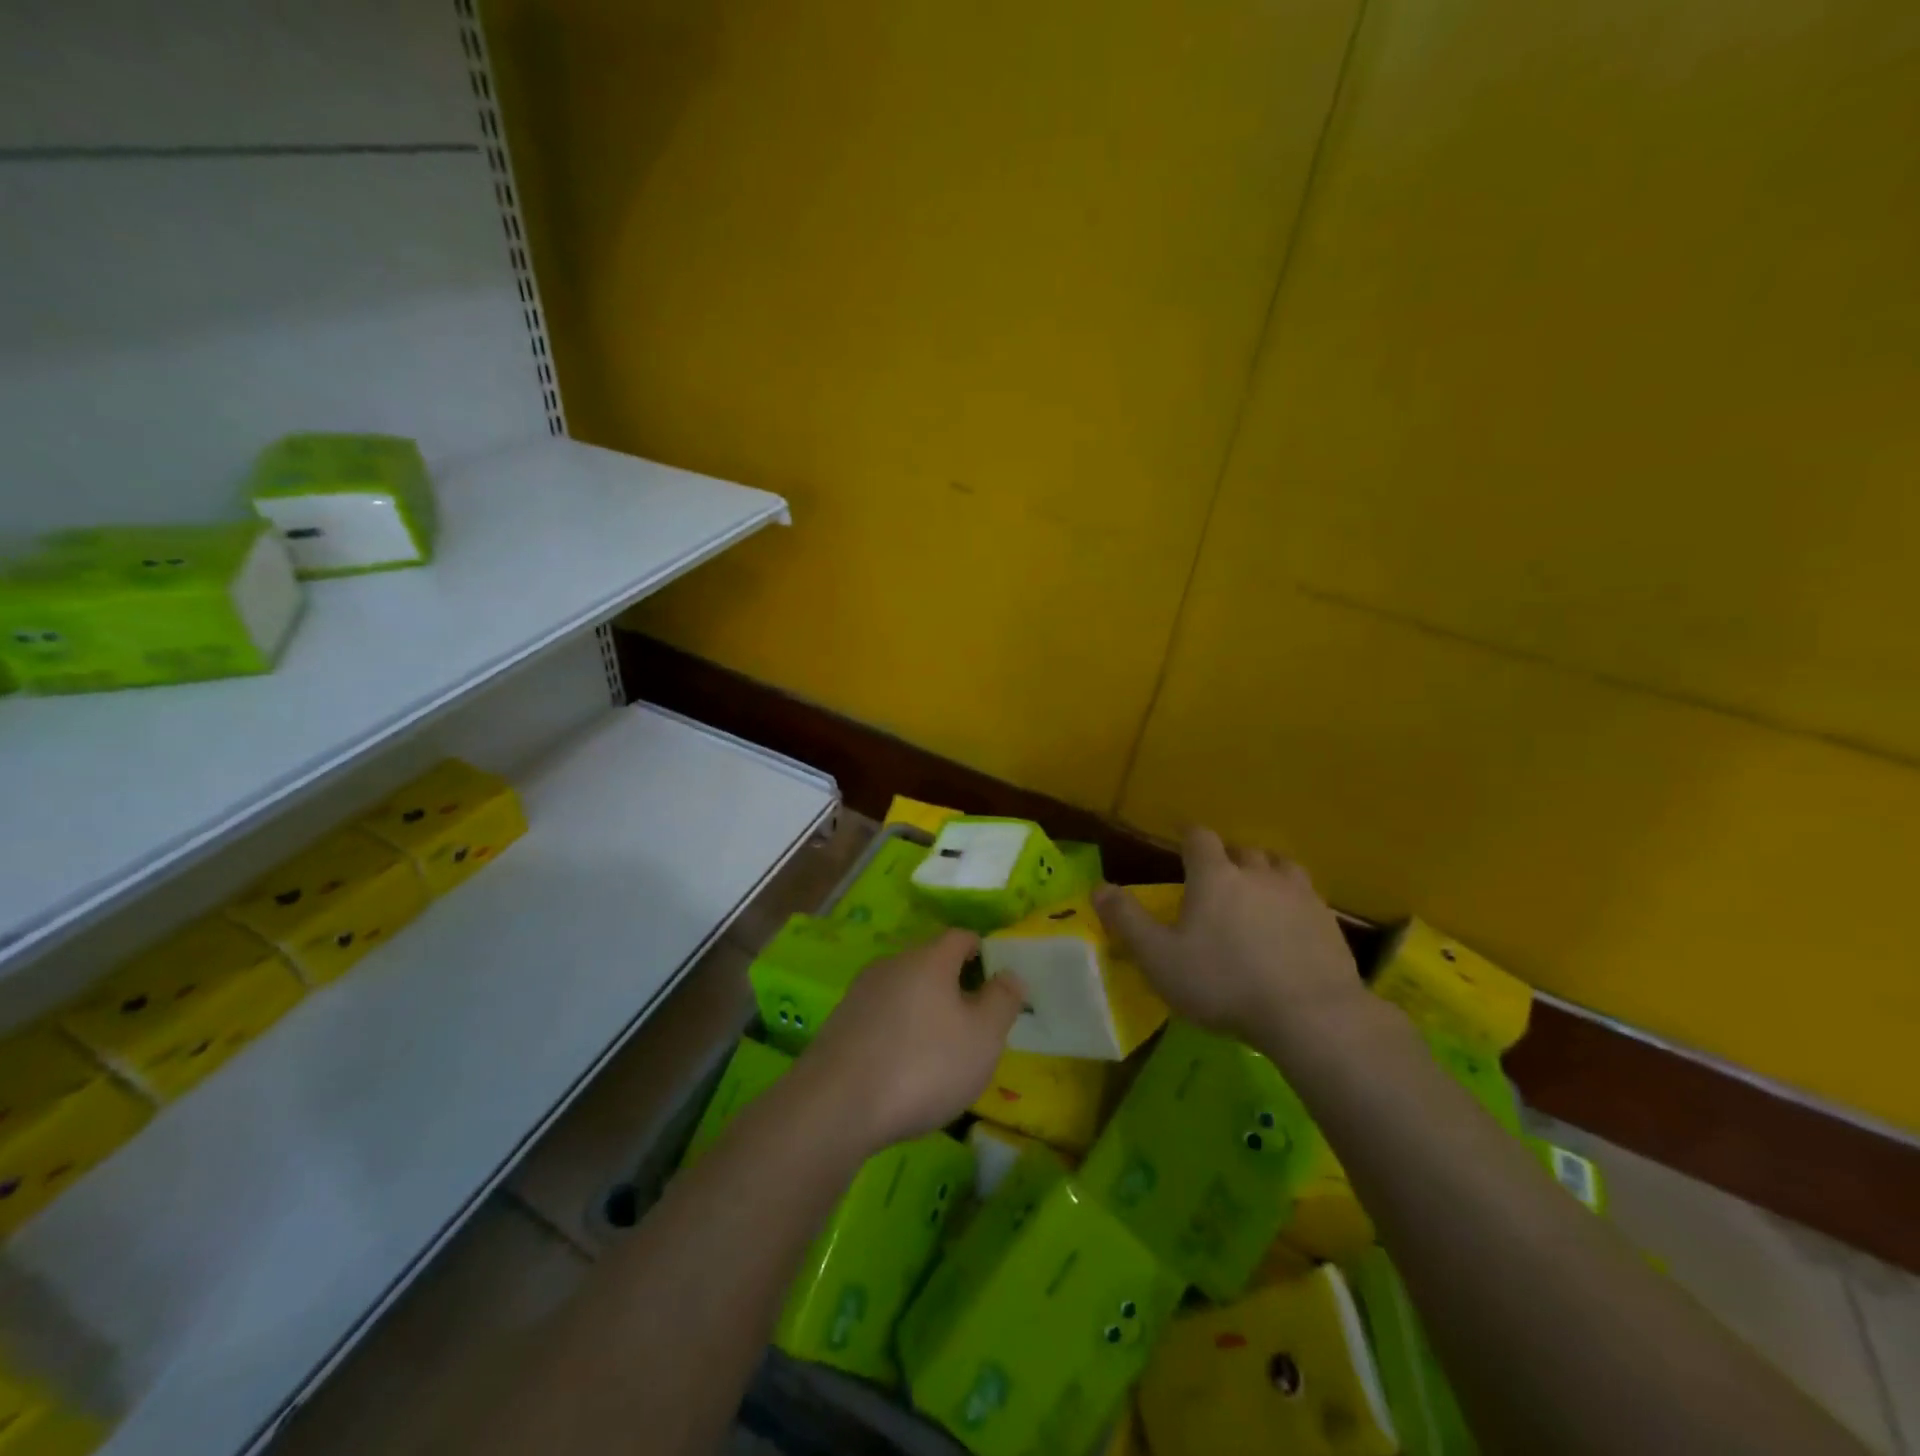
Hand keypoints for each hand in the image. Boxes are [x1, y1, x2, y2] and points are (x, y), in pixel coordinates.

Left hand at [794, 929, 1024, 1152]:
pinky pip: (880, 1016)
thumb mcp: (982, 1037)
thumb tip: (1011, 973)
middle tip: (974, 1021)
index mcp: (929, 959)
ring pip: (903, 989)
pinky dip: (897, 1030)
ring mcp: (860, 992)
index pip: (961, 936)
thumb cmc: (923, 1065)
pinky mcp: (839, 1023)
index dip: (983, 952)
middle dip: (953, 984)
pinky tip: (902, 1066)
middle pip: (930, 962)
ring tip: (939, 1048)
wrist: (835, 1106)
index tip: (996, 981)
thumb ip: (1002, 1001)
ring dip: (923, 1009)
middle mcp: (892, 964)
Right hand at [1093, 827, 1364, 1053]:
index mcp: (1215, 876)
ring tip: (1257, 893)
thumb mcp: (1159, 958)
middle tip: (1217, 880)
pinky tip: (1290, 926)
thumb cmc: (1223, 983)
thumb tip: (1099, 887)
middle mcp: (1258, 874)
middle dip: (1228, 859)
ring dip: (1266, 873)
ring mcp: (1299, 895)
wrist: (1310, 1015)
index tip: (1182, 842)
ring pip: (1280, 866)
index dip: (1188, 837)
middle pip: (1242, 850)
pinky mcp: (1329, 922)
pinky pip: (1307, 897)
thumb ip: (1127, 921)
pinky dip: (1293, 902)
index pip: (1199, 837)